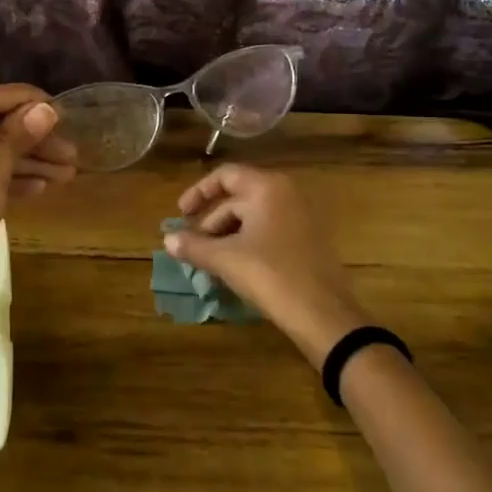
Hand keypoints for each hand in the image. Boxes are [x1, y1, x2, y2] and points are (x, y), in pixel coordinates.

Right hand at [167, 164, 363, 367]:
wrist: (324, 315)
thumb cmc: (271, 275)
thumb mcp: (225, 260)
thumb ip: (193, 246)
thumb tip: (167, 239)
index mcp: (267, 187)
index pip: (225, 176)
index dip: (198, 193)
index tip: (181, 215)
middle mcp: (287, 193)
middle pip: (238, 198)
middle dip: (211, 222)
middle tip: (193, 248)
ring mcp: (301, 216)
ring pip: (253, 217)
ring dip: (227, 235)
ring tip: (211, 262)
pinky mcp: (308, 239)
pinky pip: (270, 230)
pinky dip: (248, 243)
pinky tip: (236, 267)